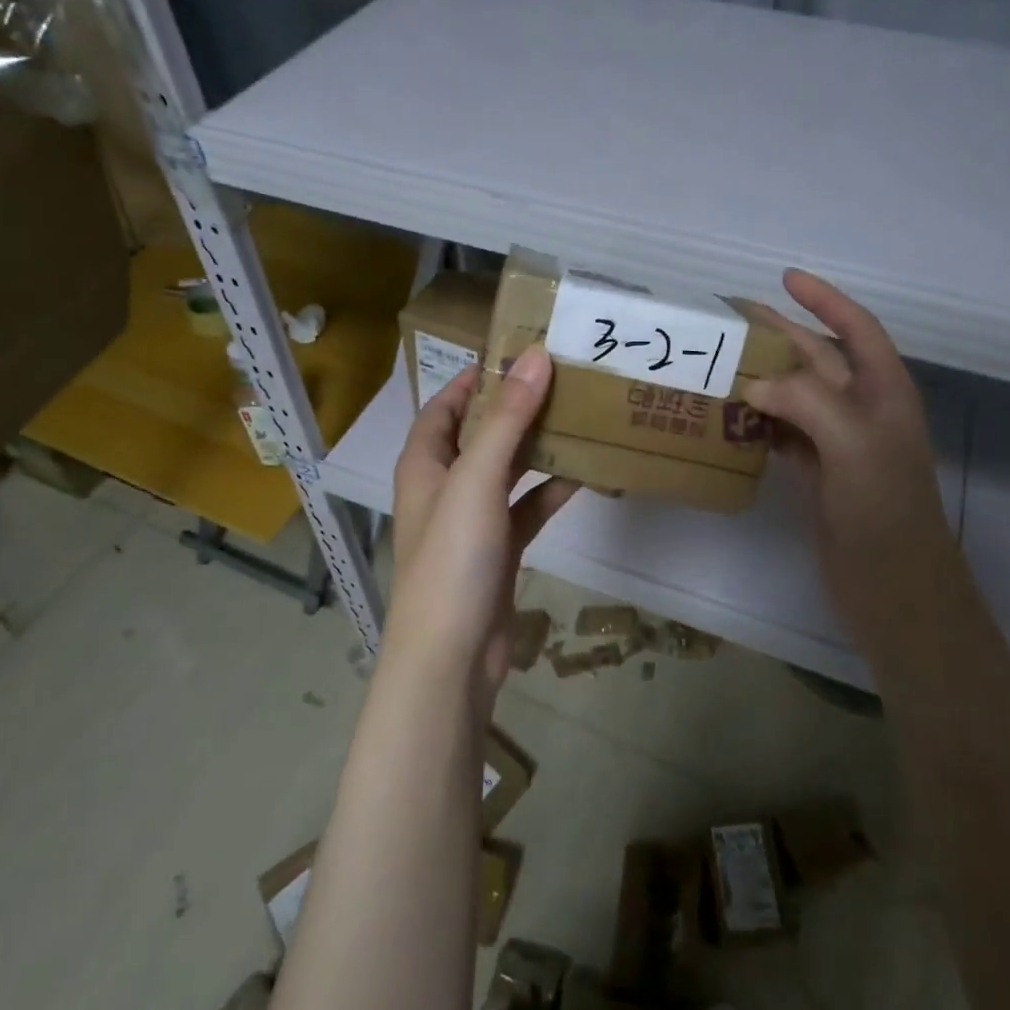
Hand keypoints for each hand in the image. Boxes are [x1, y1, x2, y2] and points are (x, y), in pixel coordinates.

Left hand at [384, 345, 578, 714]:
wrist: (451, 656)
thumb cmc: (452, 559)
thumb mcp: (477, 479)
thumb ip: (507, 419)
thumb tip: (535, 357)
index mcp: (424, 463)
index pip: (444, 406)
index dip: (474, 379)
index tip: (517, 353)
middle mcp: (445, 486)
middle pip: (480, 434)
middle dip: (515, 408)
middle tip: (562, 379)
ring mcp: (472, 520)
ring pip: (507, 470)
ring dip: (537, 447)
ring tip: (578, 416)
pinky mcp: (499, 549)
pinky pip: (527, 508)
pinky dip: (550, 491)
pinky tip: (585, 475)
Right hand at [743, 270, 964, 651]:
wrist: (894, 588)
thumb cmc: (884, 509)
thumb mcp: (853, 443)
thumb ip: (805, 400)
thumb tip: (753, 384)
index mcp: (884, 392)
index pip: (856, 329)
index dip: (824, 299)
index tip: (786, 278)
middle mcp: (862, 411)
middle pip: (818, 359)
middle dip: (780, 335)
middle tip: (730, 320)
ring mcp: (838, 444)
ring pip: (795, 396)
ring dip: (762, 378)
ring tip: (718, 363)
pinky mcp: (816, 475)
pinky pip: (781, 433)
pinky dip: (756, 421)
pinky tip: (728, 416)